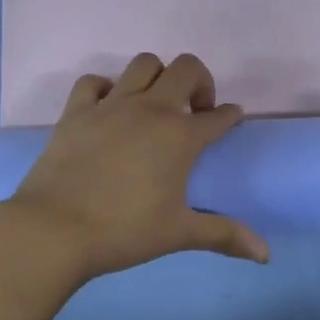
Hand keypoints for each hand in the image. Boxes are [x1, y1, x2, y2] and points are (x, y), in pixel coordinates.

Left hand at [5, 53, 268, 280]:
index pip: (219, 116)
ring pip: (143, 64)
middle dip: (200, 81)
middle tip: (195, 111)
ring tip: (155, 104)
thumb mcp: (178, 233)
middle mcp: (151, 110)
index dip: (230, 116)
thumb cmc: (123, 231)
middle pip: (185, 68)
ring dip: (158, 76)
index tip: (231, 119)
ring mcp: (111, 105)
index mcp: (180, 136)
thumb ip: (224, 235)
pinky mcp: (77, 111)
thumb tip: (265, 255)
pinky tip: (108, 108)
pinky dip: (106, 88)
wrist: (54, 229)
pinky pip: (94, 81)